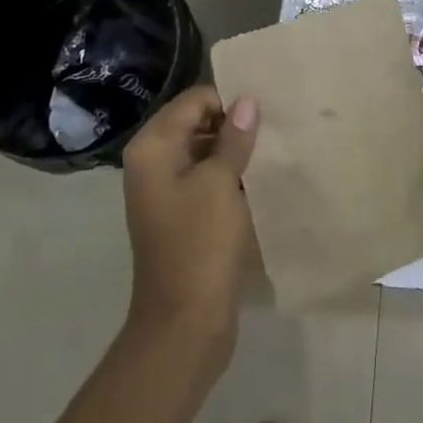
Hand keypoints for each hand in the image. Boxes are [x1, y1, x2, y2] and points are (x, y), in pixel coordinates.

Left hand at [121, 86, 259, 359]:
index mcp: (153, 147)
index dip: (228, 104)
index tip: (263, 119)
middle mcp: (152, 162)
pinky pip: (205, 178)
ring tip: (268, 156)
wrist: (184, 322)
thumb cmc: (201, 243)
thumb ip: (234, 138)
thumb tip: (247, 101)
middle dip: (232, 125)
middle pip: (196, 122)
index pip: (194, 100)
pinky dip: (228, 176)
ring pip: (203, 151)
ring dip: (233, 152)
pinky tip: (256, 182)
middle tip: (270, 135)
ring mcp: (165, 190)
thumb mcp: (221, 183)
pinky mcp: (180, 214)